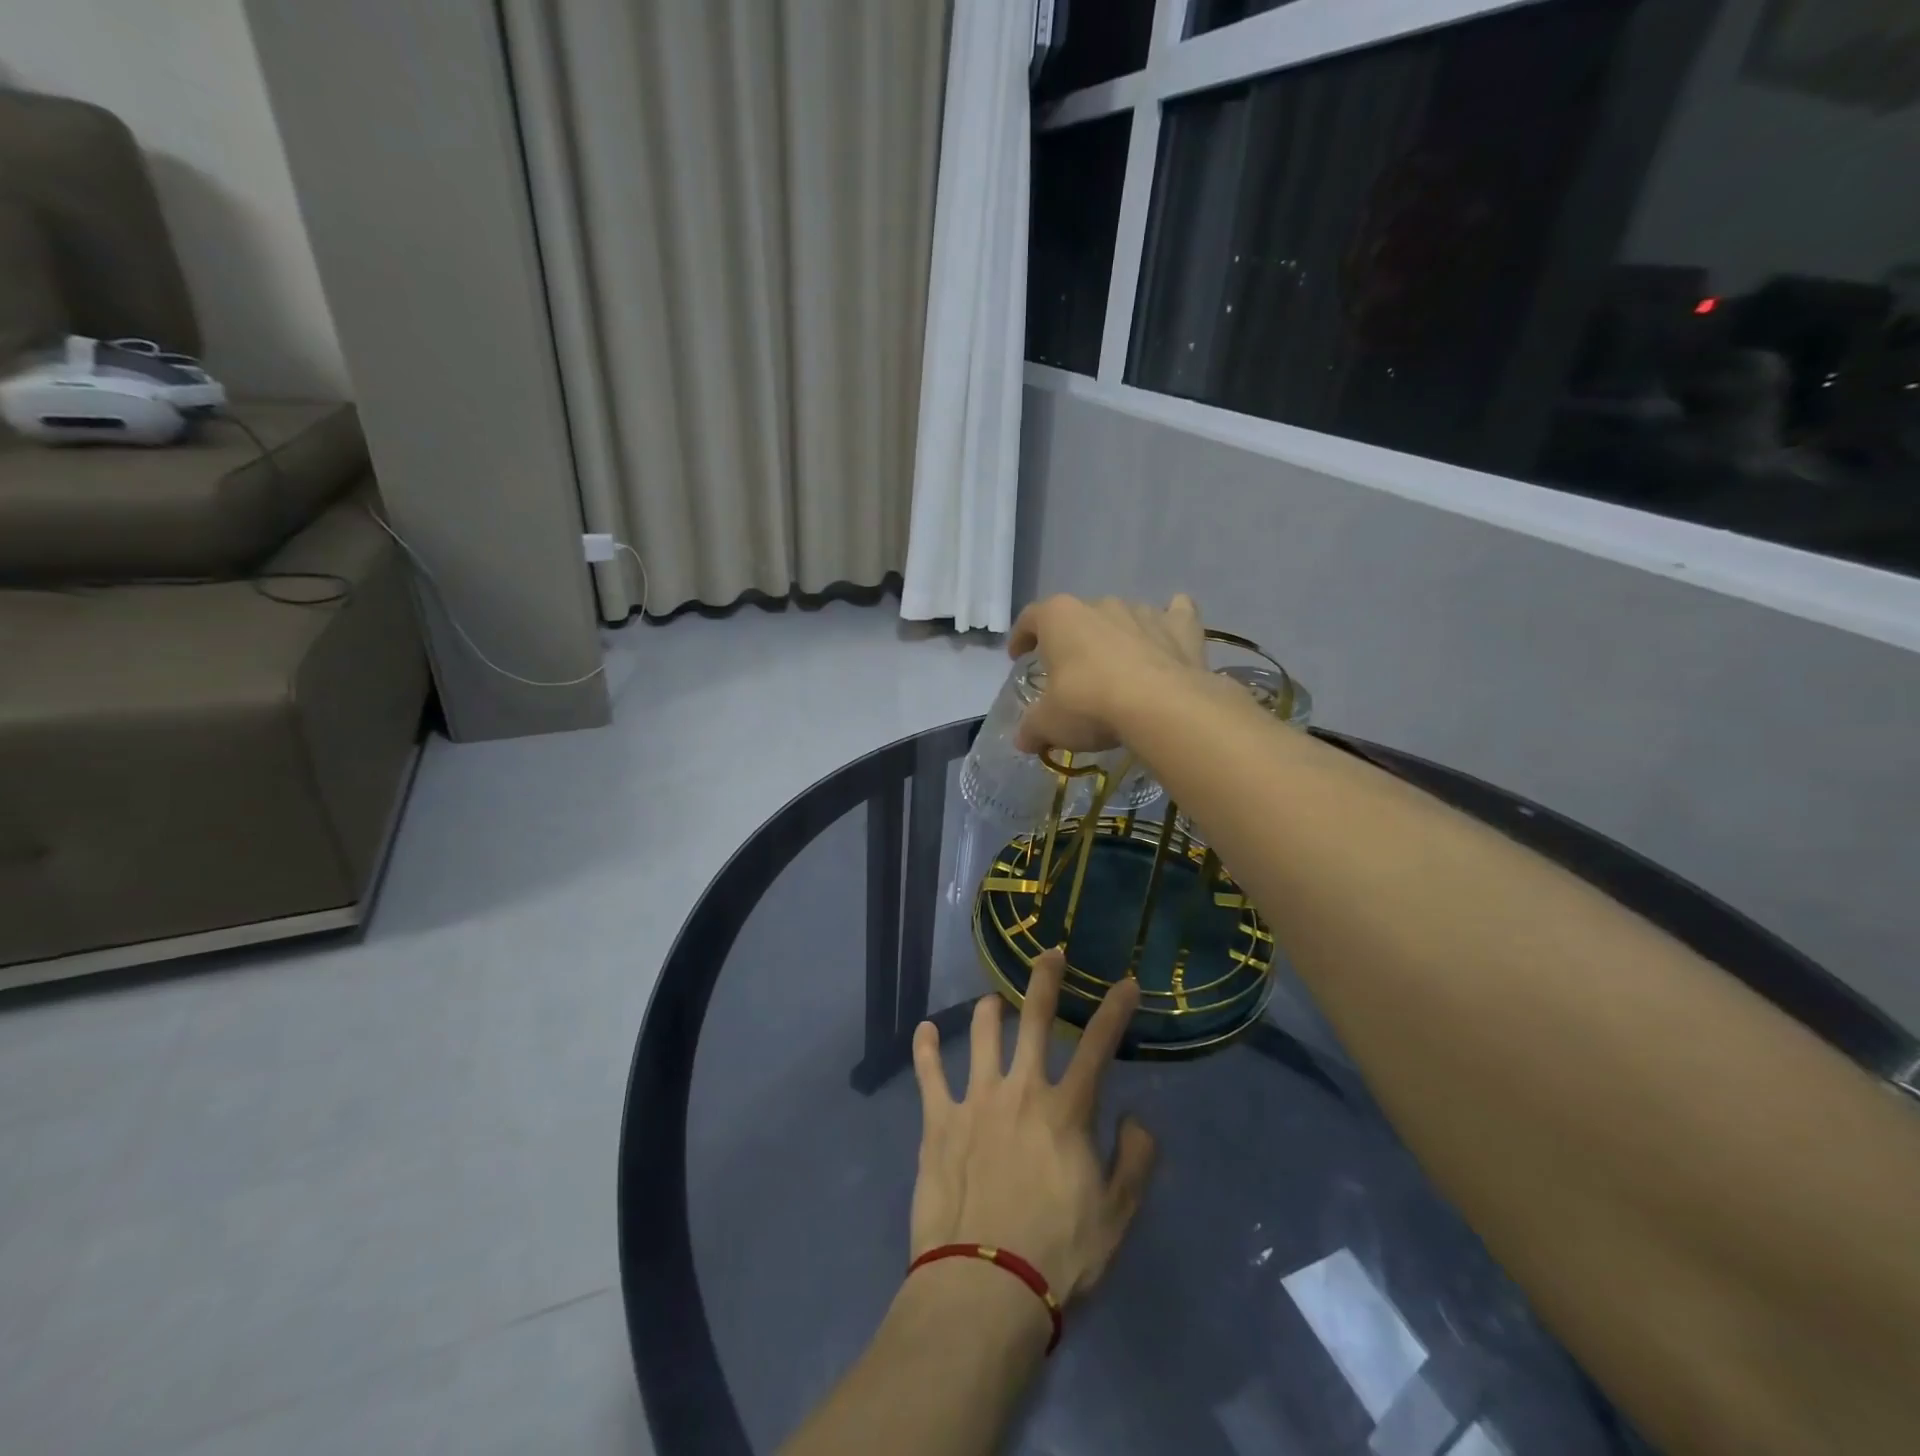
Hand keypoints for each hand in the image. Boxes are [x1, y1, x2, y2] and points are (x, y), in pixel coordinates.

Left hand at [909, 949, 1156, 1301]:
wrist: (984, 1286)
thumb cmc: (1058, 1254)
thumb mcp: (1116, 1216)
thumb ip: (1134, 1161)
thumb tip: (1136, 1117)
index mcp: (1066, 1111)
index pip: (1098, 1047)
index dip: (1115, 1010)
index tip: (1125, 981)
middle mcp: (1021, 1090)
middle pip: (1035, 1021)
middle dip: (1044, 981)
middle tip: (1049, 953)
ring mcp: (975, 1100)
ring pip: (982, 1035)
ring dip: (989, 1011)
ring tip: (993, 999)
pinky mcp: (939, 1121)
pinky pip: (929, 1074)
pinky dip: (926, 1049)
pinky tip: (925, 1030)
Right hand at [1007, 594, 1210, 755]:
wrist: (1160, 707)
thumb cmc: (1090, 704)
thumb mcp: (1049, 724)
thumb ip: (1032, 728)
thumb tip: (1023, 740)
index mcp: (1060, 617)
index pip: (1030, 618)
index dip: (1021, 637)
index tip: (1018, 656)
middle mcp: (1100, 604)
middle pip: (1079, 618)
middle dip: (1074, 641)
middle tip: (1072, 672)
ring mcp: (1143, 611)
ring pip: (1124, 616)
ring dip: (1118, 636)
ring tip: (1118, 667)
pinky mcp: (1181, 626)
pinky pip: (1176, 613)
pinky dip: (1171, 622)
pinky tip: (1168, 638)